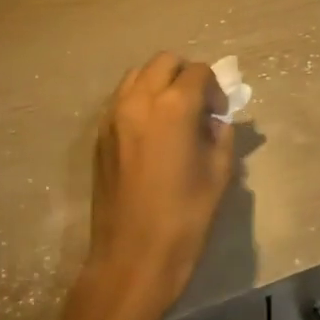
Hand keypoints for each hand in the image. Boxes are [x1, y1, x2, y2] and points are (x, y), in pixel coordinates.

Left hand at [83, 53, 235, 319]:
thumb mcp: (219, 172)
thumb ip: (220, 134)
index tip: (219, 114)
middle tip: (198, 106)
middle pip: (164, 62)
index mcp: (173, 107)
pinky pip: (122, 99)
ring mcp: (113, 116)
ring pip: (137, 76)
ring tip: (174, 115)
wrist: (133, 257)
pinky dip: (140, 100)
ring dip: (160, 83)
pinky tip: (152, 132)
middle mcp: (139, 101)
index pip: (198, 72)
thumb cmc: (185, 216)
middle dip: (186, 75)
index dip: (215, 88)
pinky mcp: (100, 136)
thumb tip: (214, 120)